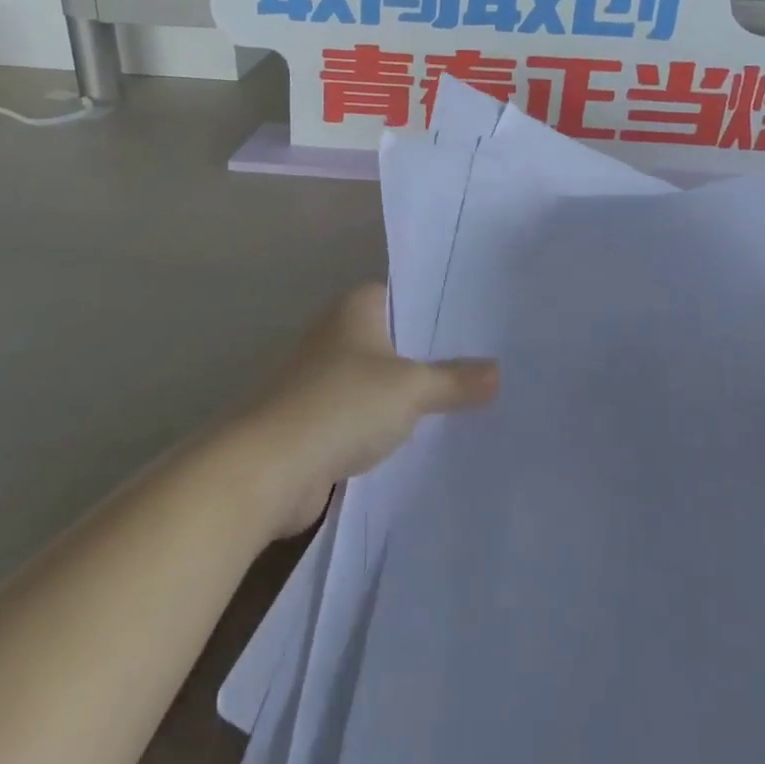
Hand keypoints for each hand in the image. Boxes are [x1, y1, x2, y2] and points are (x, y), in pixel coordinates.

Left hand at [234, 285, 499, 537]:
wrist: (267, 468)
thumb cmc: (340, 405)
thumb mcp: (410, 389)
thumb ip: (455, 380)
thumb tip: (498, 372)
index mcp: (356, 308)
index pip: (408, 294)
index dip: (444, 307)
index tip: (484, 321)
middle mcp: (339, 335)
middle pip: (398, 339)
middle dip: (436, 353)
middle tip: (490, 361)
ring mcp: (325, 379)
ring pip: (383, 380)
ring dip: (413, 394)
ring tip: (469, 400)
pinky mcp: (319, 421)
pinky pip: (367, 415)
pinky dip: (391, 425)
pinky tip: (427, 437)